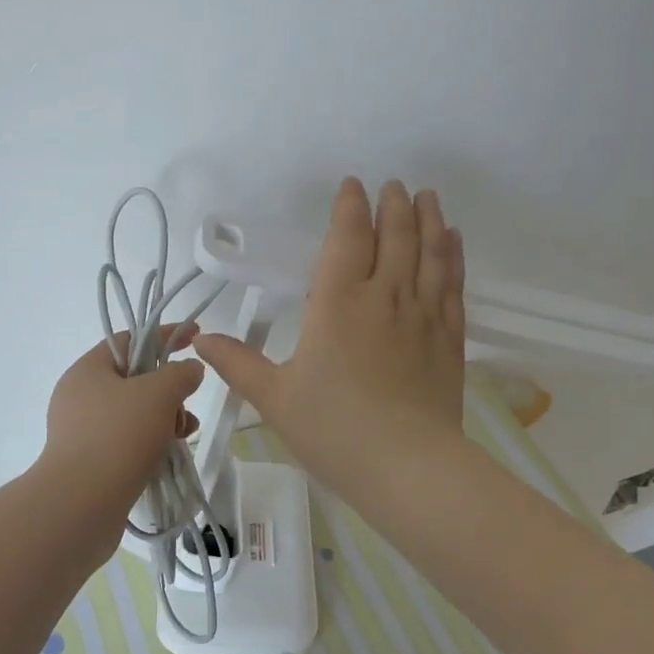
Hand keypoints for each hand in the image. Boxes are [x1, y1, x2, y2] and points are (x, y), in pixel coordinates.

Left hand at [40, 322, 206, 528]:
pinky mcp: (89, 462)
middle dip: (168, 388)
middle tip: (188, 403)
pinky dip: (150, 442)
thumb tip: (189, 369)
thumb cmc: (119, 436)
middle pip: (134, 379)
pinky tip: (168, 454)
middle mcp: (79, 396)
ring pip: (134, 413)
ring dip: (164, 418)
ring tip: (184, 433)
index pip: (131, 340)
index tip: (196, 337)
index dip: (165, 336)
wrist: (80, 505)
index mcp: (88, 369)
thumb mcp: (159, 394)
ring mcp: (82, 432)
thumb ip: (180, 373)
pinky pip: (127, 441)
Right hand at [194, 178, 465, 503]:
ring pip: (429, 253)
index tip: (352, 186)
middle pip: (394, 236)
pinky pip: (452, 284)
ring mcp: (422, 315)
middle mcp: (384, 297)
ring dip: (428, 220)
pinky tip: (452, 241)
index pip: (347, 238)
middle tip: (394, 185)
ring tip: (427, 196)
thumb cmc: (334, 430)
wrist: (408, 468)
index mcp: (337, 303)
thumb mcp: (275, 398)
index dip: (350, 208)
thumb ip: (238, 363)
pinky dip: (452, 256)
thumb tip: (200, 339)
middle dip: (393, 206)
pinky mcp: (449, 338)